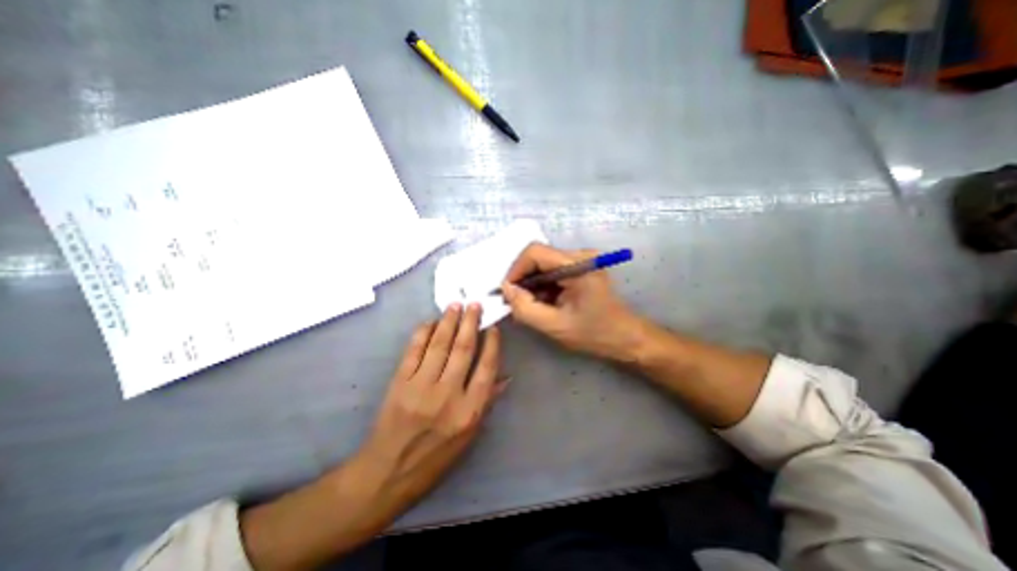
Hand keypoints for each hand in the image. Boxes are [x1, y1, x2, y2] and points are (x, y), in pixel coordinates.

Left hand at [356, 303, 502, 509]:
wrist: (388, 473)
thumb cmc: (435, 458)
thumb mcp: (469, 437)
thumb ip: (487, 402)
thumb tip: (505, 377)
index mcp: (469, 411)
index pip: (486, 369)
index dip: (492, 345)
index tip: (493, 328)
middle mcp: (447, 395)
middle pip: (463, 350)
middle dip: (470, 323)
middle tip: (475, 305)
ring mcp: (421, 387)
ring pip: (439, 345)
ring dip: (449, 321)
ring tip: (456, 305)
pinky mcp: (399, 383)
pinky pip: (414, 351)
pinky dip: (423, 333)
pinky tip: (430, 322)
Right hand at [500, 241, 642, 360]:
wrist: (625, 337)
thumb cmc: (595, 334)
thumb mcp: (555, 326)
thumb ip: (526, 308)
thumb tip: (506, 289)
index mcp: (578, 265)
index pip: (535, 252)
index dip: (516, 269)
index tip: (508, 292)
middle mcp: (580, 255)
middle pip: (538, 257)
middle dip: (523, 280)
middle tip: (517, 303)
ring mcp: (581, 260)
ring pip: (543, 265)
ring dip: (532, 284)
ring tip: (531, 306)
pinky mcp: (580, 268)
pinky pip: (552, 271)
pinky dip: (543, 286)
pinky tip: (544, 303)